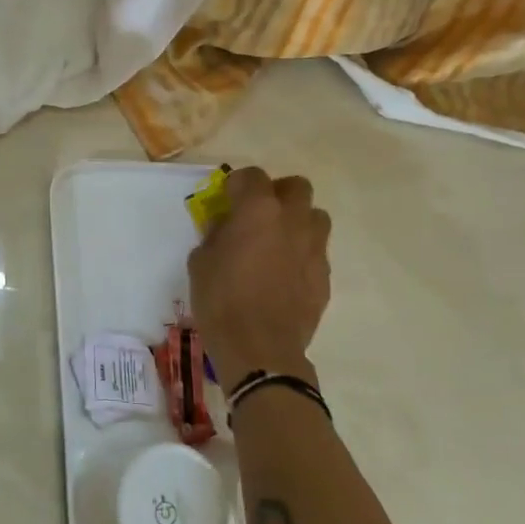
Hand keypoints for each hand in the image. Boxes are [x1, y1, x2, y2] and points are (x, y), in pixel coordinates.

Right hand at [187, 167, 331, 386]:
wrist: (260, 348)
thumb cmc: (221, 300)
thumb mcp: (200, 261)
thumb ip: (216, 234)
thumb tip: (227, 227)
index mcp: (257, 210)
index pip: (252, 175)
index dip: (237, 184)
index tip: (227, 199)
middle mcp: (292, 220)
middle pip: (296, 187)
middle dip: (277, 193)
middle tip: (258, 214)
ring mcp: (314, 247)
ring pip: (315, 216)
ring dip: (297, 221)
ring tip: (278, 241)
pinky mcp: (324, 275)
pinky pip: (316, 251)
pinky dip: (302, 253)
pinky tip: (284, 274)